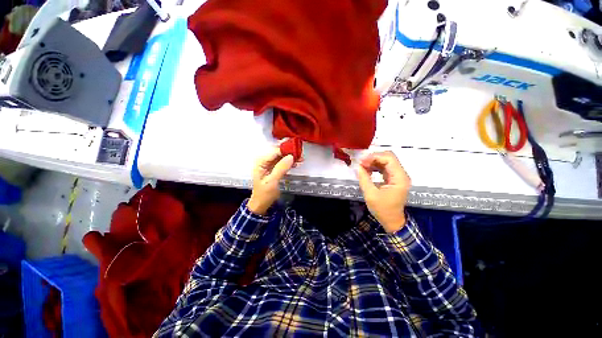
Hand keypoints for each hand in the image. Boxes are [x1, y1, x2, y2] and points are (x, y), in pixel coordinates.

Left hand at [248, 147, 294, 214]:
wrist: (261, 204)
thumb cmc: (264, 194)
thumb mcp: (272, 182)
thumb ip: (281, 168)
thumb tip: (290, 157)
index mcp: (261, 162)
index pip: (275, 151)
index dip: (286, 150)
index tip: (296, 151)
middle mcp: (264, 161)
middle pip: (278, 152)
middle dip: (289, 152)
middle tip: (300, 154)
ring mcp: (269, 164)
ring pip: (281, 156)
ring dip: (291, 157)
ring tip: (300, 159)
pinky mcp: (274, 168)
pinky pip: (282, 162)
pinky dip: (289, 162)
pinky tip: (296, 163)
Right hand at [356, 151, 410, 232]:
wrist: (392, 221)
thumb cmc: (382, 210)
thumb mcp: (370, 194)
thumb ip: (364, 178)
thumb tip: (358, 166)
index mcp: (399, 178)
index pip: (389, 158)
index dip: (374, 157)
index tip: (362, 162)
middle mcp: (401, 174)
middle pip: (388, 158)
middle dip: (373, 158)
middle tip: (361, 164)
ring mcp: (398, 176)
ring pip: (386, 161)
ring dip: (373, 162)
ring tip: (363, 167)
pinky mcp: (394, 179)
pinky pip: (384, 168)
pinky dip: (375, 167)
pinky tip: (367, 171)